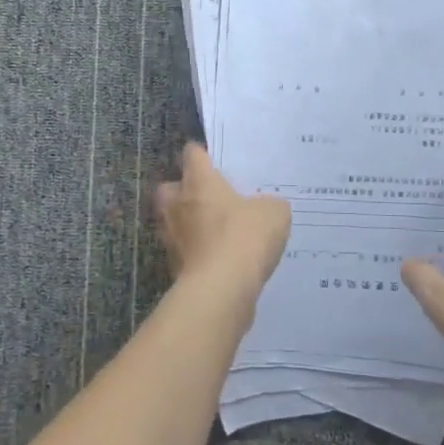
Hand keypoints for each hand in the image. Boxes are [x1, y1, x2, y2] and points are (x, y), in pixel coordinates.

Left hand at [155, 144, 290, 300]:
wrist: (221, 289)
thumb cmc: (245, 236)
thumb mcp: (273, 212)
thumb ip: (268, 204)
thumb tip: (265, 208)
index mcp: (199, 181)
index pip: (192, 154)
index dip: (202, 154)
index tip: (214, 160)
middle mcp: (177, 204)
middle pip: (170, 188)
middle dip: (183, 190)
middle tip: (207, 197)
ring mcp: (171, 237)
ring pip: (173, 221)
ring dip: (188, 224)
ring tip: (215, 231)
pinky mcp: (174, 267)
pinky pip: (184, 251)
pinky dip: (196, 253)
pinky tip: (219, 259)